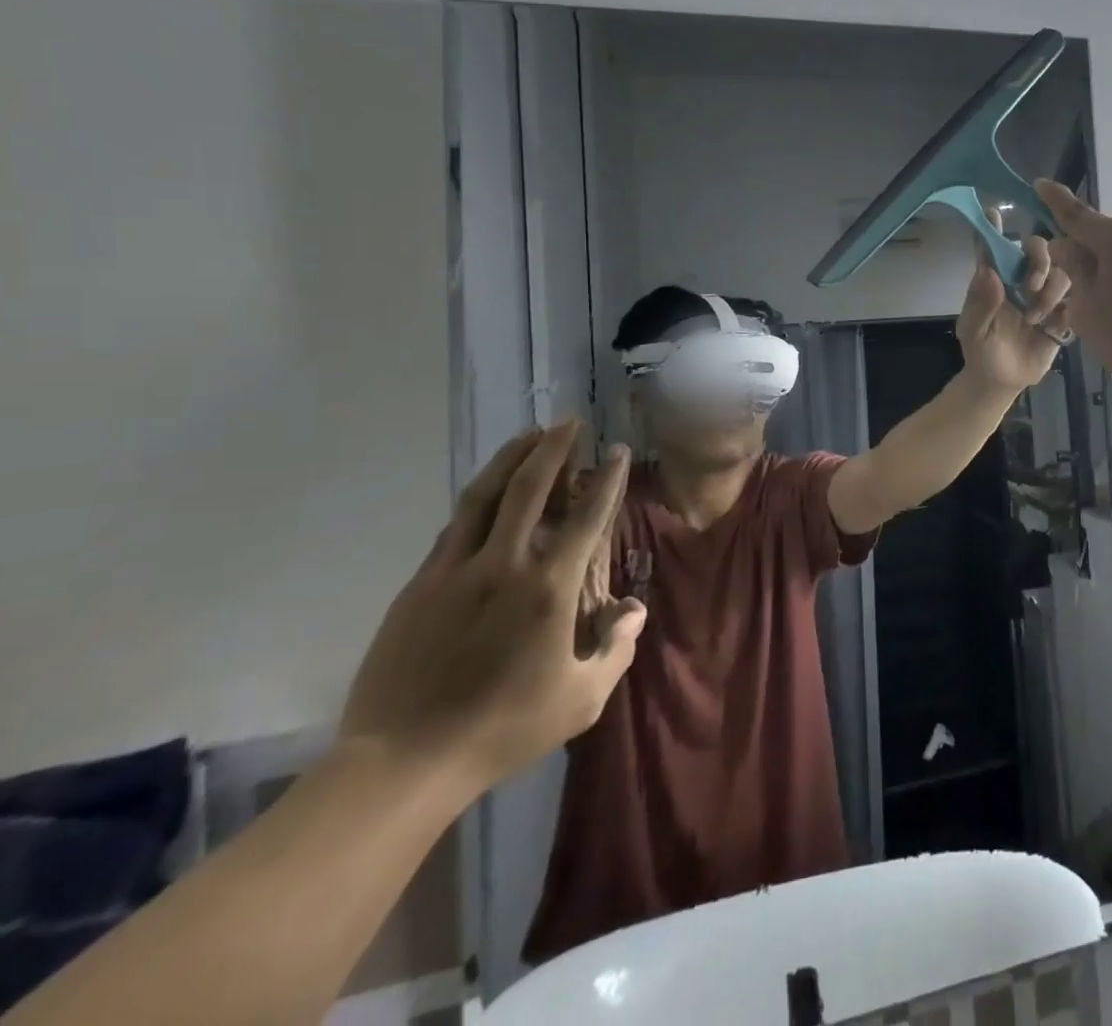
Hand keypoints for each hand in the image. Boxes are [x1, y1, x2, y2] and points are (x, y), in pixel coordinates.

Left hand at [340, 421, 646, 795]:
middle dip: (553, 449)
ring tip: (529, 435)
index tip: (616, 451)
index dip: (606, 479)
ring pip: (484, 497)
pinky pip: (454, 527)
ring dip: (510, 459)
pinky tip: (487, 491)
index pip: (586, 517)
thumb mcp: (581, 699)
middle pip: (529, 488)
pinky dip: (478, 499)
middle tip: (569, 423)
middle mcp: (504, 565)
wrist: (402, 762)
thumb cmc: (504, 729)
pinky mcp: (419, 586)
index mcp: (549, 589)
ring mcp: (455, 572)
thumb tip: (634, 608)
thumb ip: (616, 648)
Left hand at [956, 213, 1072, 392]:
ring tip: (1036, 319)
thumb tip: (989, 272)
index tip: (994, 211)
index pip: (993, 246)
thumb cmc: (981, 352)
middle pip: (1038, 249)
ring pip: (1061, 272)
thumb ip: (980, 304)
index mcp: (994, 279)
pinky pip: (1076, 297)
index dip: (993, 227)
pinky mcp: (1062, 312)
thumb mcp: (974, 331)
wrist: (1003, 381)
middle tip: (1031, 285)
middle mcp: (1020, 279)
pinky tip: (1053, 326)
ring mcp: (1043, 294)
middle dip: (1040, 260)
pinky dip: (1066, 308)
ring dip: (1050, 291)